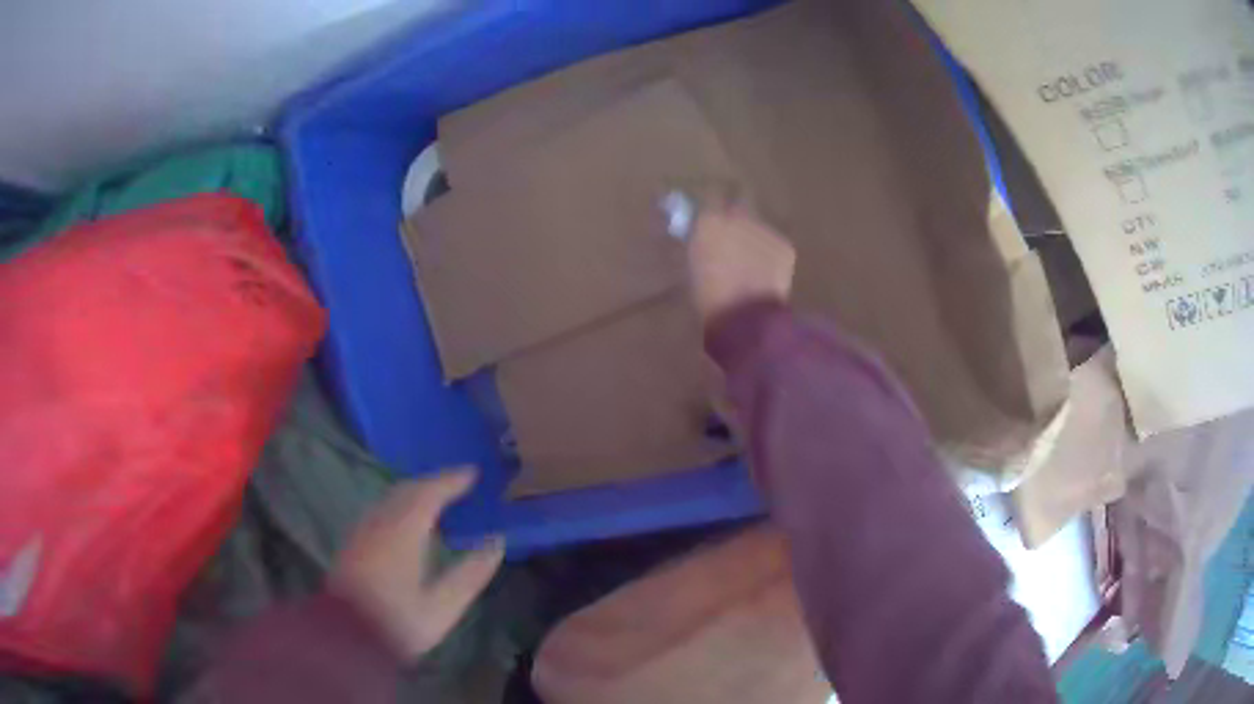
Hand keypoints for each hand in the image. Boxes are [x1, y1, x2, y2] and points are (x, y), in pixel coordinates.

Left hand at [331, 468, 503, 661]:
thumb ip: (472, 572)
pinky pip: (382, 510)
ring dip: (416, 493)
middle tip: (459, 484)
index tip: (474, 472)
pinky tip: (411, 523)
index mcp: (403, 531)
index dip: (452, 480)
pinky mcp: (354, 542)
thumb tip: (496, 542)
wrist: (346, 636)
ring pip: (391, 498)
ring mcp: (363, 530)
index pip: (429, 492)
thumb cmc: (399, 621)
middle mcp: (379, 521)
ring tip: (440, 501)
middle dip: (434, 482)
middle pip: (407, 489)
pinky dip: (402, 506)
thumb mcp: (444, 605)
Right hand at [686, 200, 795, 329]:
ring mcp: (764, 230)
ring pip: (758, 228)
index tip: (710, 221)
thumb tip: (703, 236)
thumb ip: (699, 243)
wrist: (745, 316)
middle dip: (735, 219)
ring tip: (751, 263)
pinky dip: (771, 256)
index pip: (710, 201)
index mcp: (708, 222)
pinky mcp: (784, 245)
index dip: (712, 211)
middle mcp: (738, 216)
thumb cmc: (708, 297)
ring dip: (754, 239)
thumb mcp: (693, 266)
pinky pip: (775, 245)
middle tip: (732, 240)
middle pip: (738, 207)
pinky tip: (767, 275)